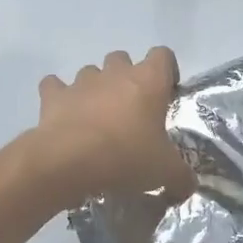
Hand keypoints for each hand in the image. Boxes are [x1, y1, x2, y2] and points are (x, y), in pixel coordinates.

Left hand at [32, 47, 193, 205]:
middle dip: (126, 78)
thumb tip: (188, 187)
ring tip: (97, 119)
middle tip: (130, 110)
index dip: (166, 71)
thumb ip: (181, 177)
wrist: (68, 162)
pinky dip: (59, 96)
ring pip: (91, 72)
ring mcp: (82, 81)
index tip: (166, 95)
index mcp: (149, 81)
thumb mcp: (165, 172)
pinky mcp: (54, 95)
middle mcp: (115, 73)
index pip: (163, 55)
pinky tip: (64, 116)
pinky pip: (54, 86)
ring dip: (95, 89)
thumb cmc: (125, 157)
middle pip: (123, 59)